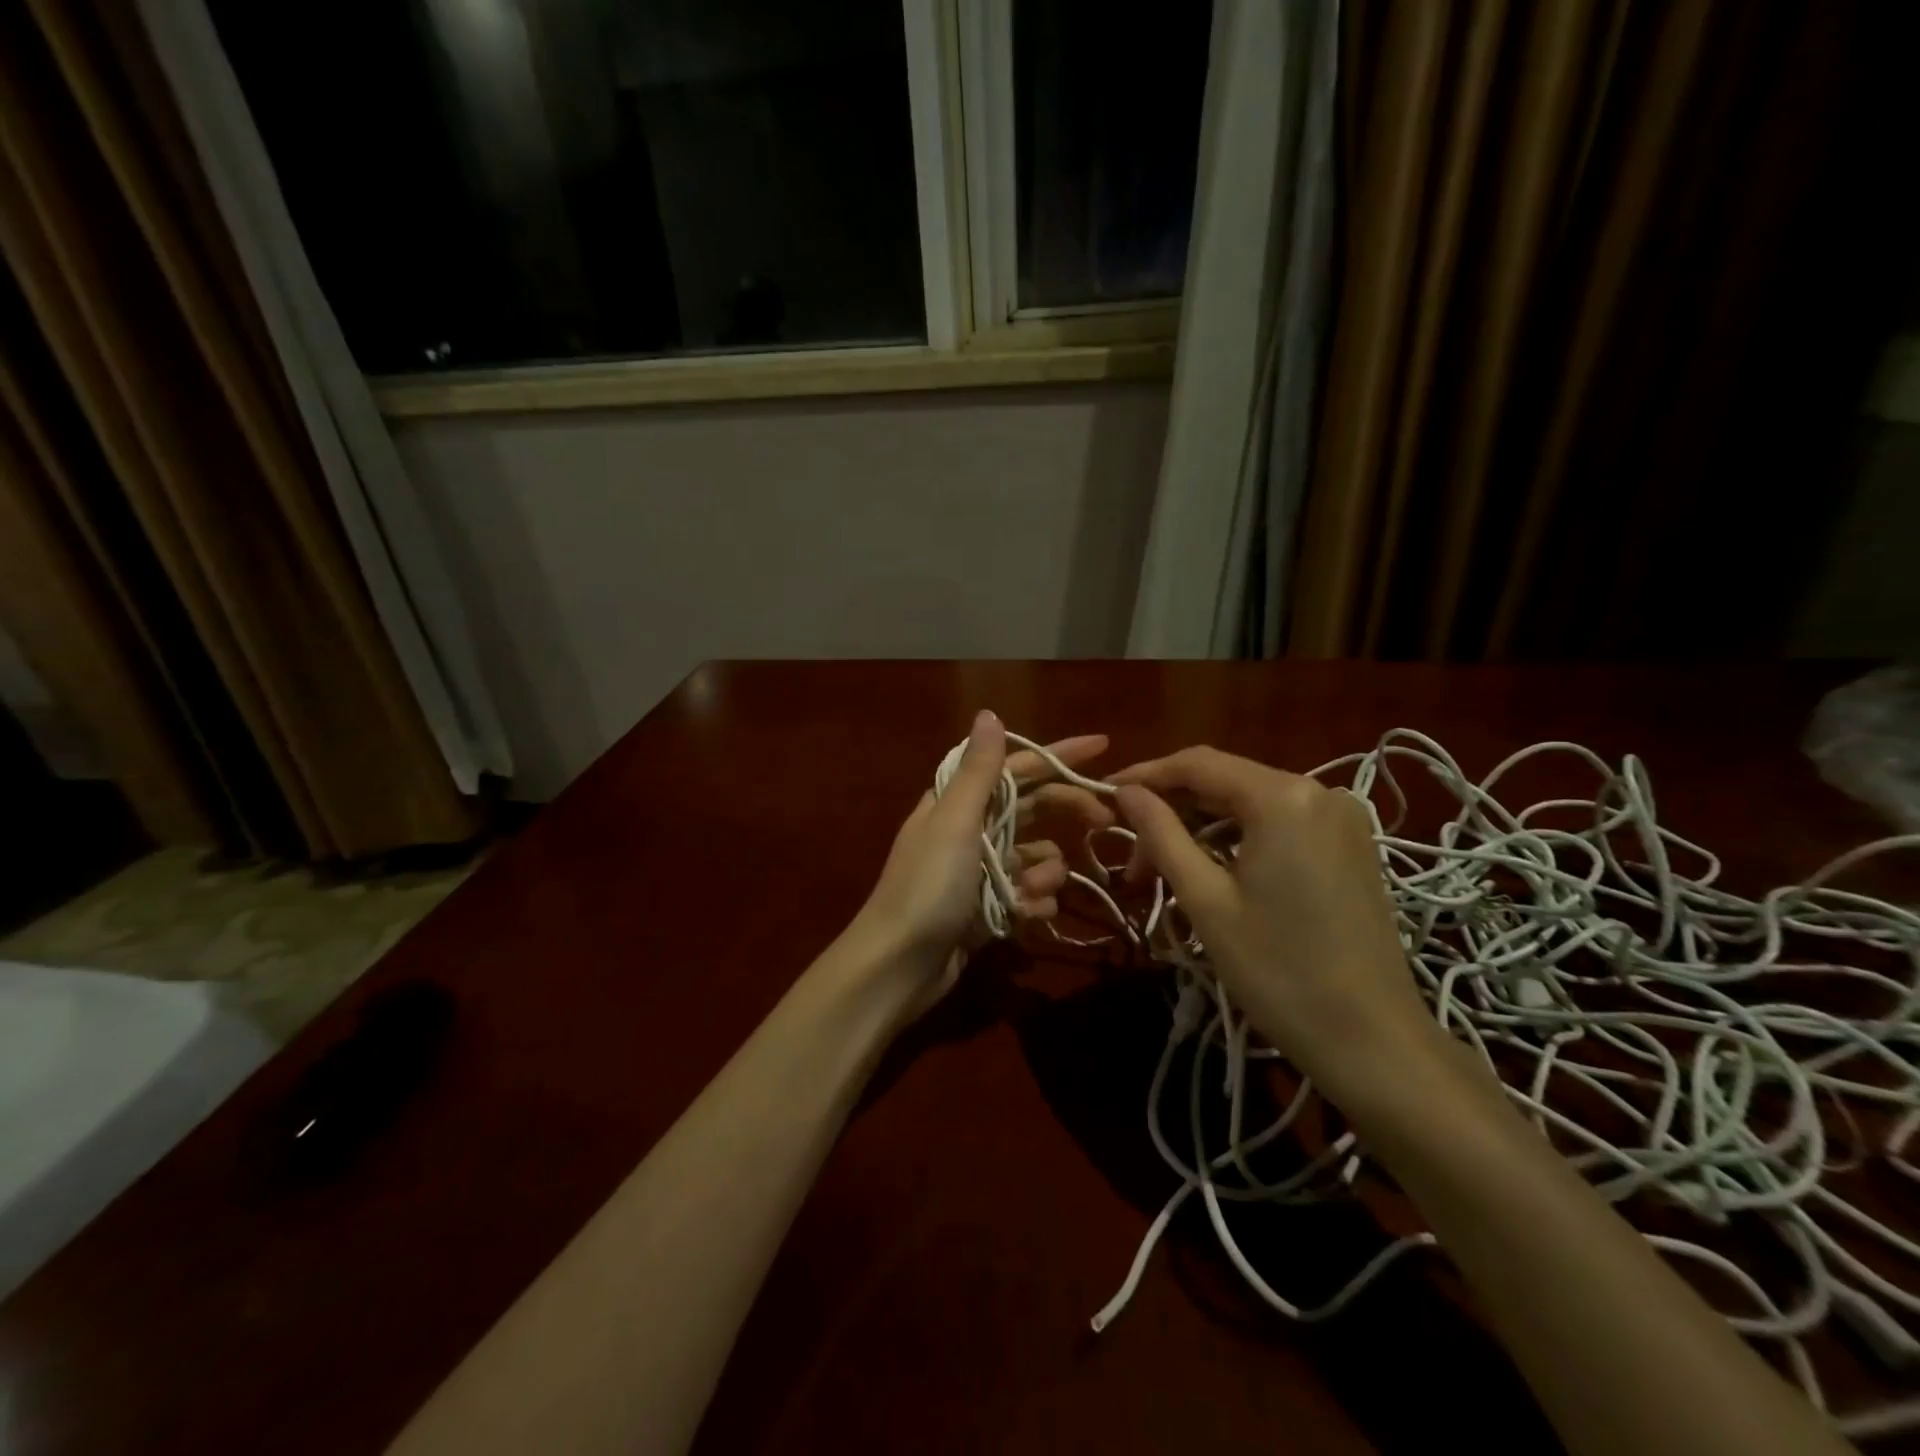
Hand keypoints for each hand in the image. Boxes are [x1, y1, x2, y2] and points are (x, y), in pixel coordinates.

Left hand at [851, 711, 1111, 1012]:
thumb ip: (978, 771)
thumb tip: (989, 714)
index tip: (1103, 746)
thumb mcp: (954, 822)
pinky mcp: (987, 909)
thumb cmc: (927, 887)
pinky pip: (1027, 895)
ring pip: (1035, 857)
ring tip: (1034, 891)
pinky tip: (1028, 915)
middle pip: (1031, 808)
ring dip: (1045, 871)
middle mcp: (969, 831)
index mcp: (957, 802)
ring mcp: (979, 873)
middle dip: (1067, 812)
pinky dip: (1033, 903)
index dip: (1058, 755)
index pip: (1017, 767)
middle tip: (1105, 821)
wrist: (898, 967)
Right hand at [1111, 746, 1439, 1098]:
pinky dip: (1238, 840)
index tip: (1103, 795)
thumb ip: (1161, 834)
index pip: (1197, 764)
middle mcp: (1318, 791)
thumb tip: (1125, 791)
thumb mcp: (1205, 900)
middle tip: (1130, 857)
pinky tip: (1213, 871)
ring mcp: (1341, 818)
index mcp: (1282, 796)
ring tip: (1163, 872)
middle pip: (1224, 782)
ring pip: (1249, 805)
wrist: (1374, 1041)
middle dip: (1171, 811)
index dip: (1145, 775)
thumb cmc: (1278, 971)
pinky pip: (1279, 824)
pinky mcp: (1351, 845)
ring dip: (1201, 829)